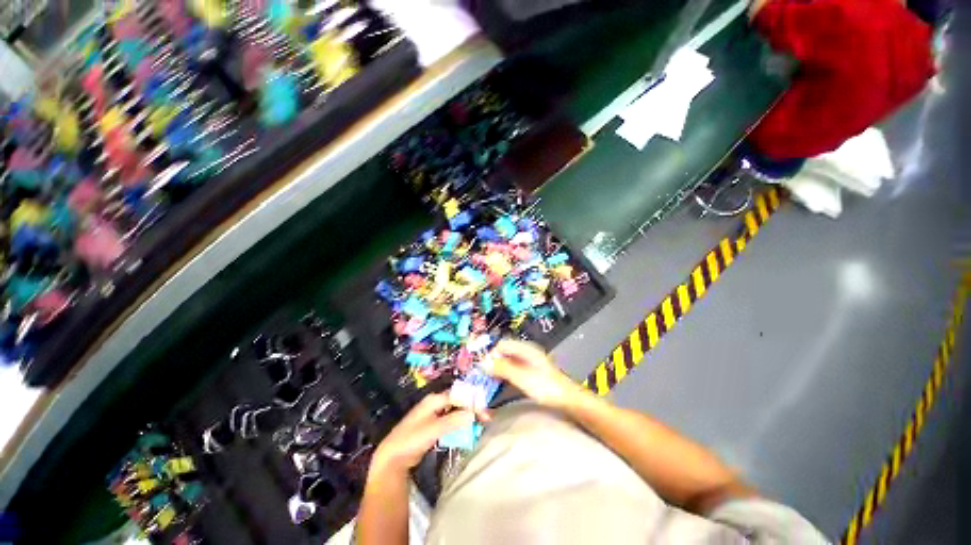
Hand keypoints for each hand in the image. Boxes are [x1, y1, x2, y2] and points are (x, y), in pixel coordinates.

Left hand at [372, 392, 477, 473]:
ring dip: (467, 416)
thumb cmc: (411, 440)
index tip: (485, 412)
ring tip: (481, 423)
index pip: (458, 396)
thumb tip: (473, 413)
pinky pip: (451, 421)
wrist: (392, 458)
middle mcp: (435, 403)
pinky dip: (460, 424)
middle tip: (486, 418)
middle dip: (472, 408)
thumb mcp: (433, 430)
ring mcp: (434, 414)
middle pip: (458, 402)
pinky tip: (467, 429)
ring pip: (455, 411)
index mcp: (434, 399)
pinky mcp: (433, 426)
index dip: (472, 402)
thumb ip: (453, 421)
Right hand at [487, 340, 587, 408]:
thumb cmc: (546, 387)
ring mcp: (528, 363)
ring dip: (498, 371)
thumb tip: (483, 362)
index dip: (491, 355)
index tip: (482, 369)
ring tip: (490, 383)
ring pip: (507, 363)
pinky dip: (505, 376)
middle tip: (484, 378)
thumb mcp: (522, 377)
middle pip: (503, 353)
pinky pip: (512, 371)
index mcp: (525, 349)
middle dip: (493, 364)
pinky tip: (501, 385)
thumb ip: (503, 368)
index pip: (501, 345)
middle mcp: (525, 353)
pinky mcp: (530, 373)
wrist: (568, 400)